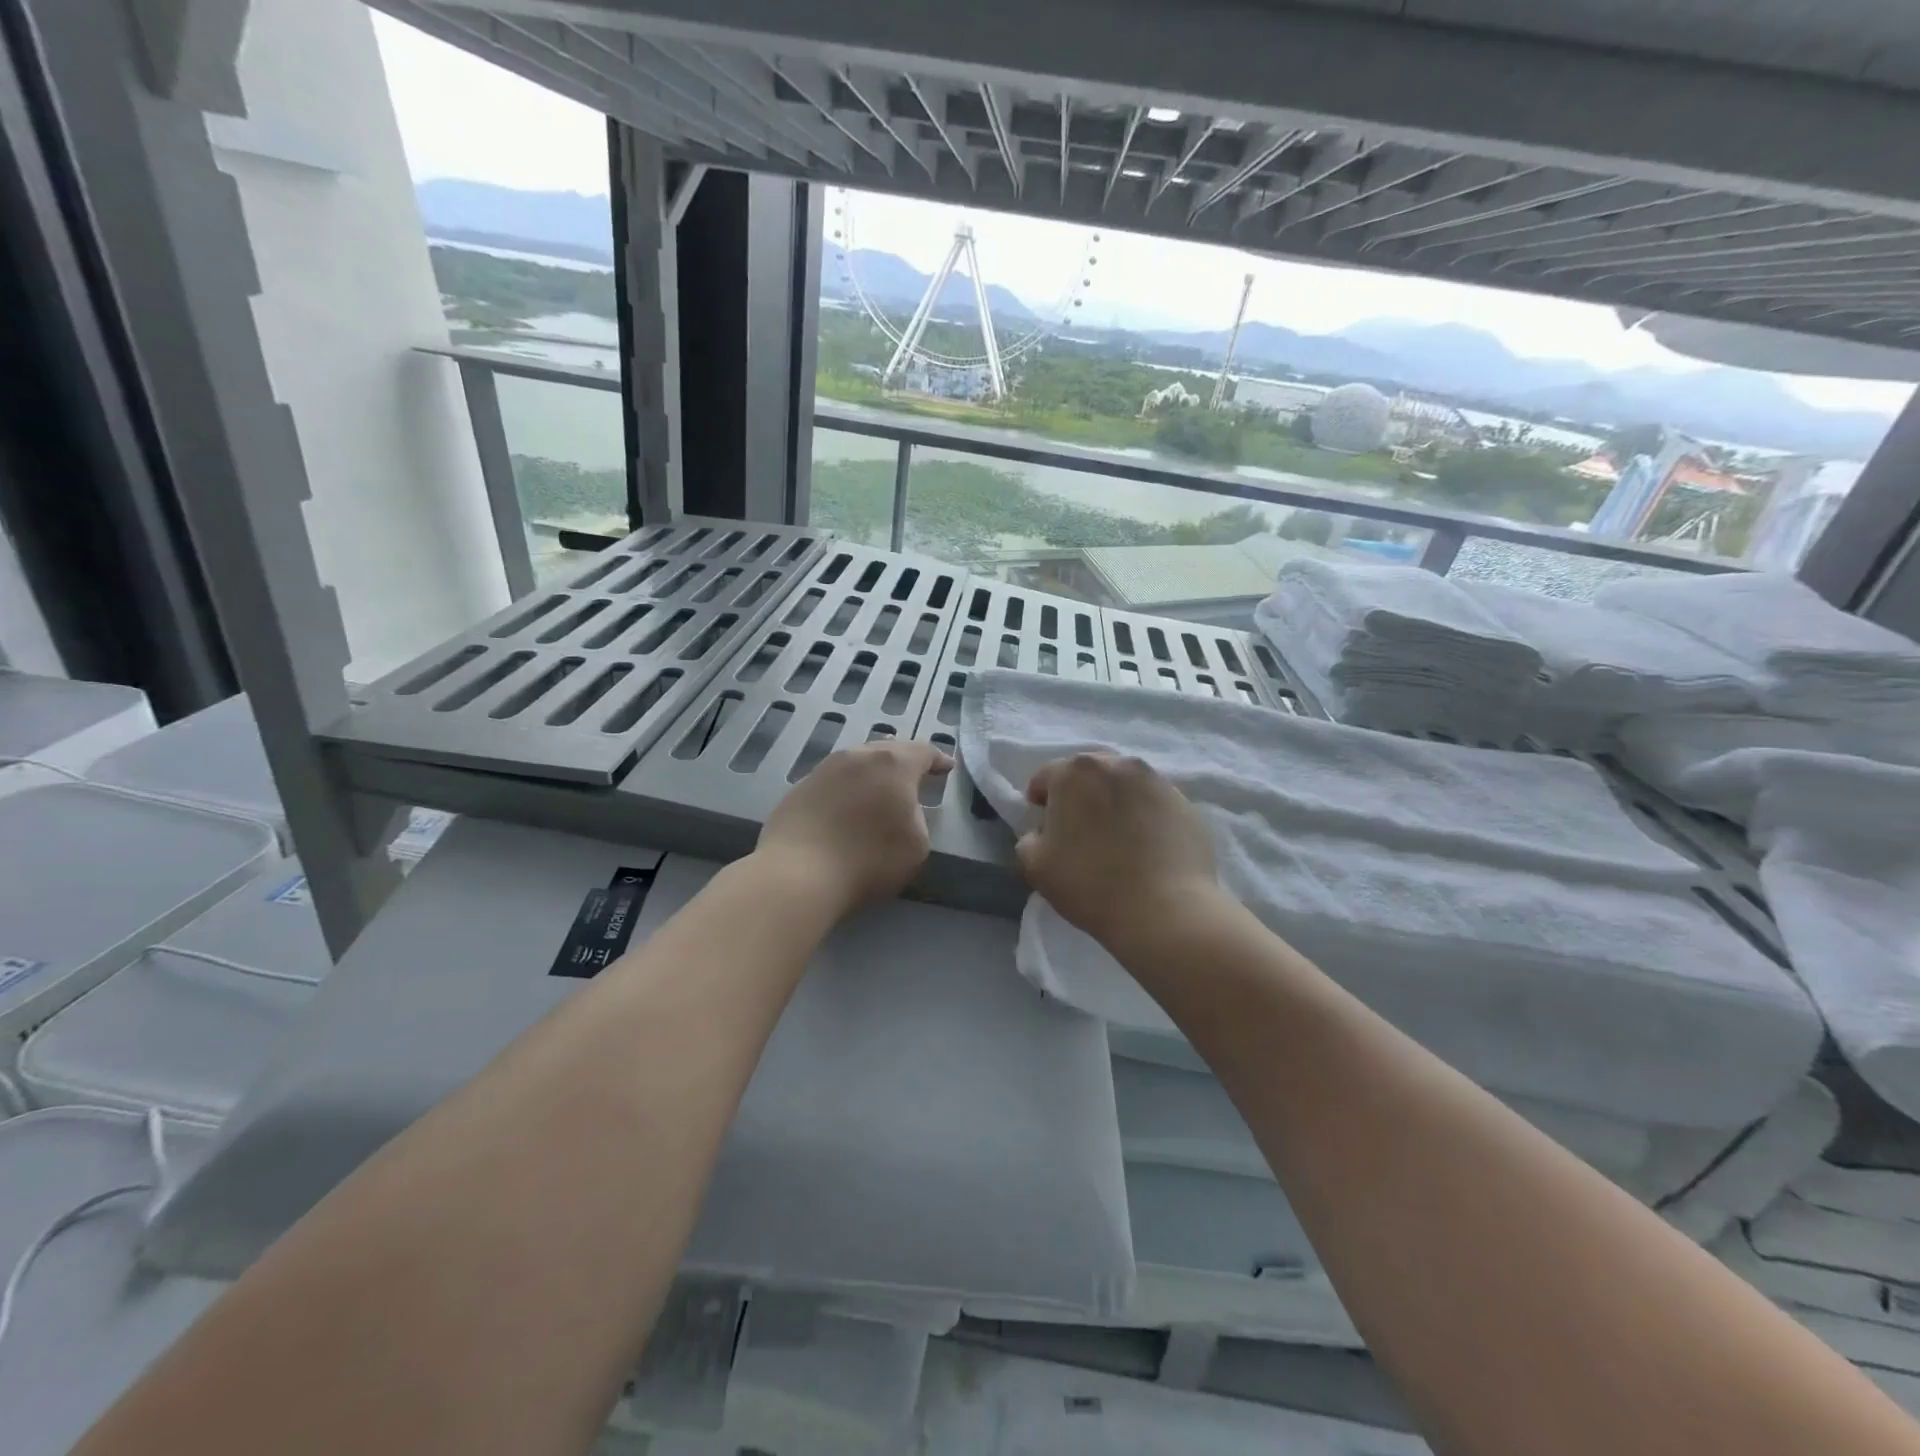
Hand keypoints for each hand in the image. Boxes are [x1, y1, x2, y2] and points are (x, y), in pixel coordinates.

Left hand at [755, 740, 952, 915]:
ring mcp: (825, 768)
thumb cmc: (868, 859)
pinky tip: (847, 805)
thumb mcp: (917, 844)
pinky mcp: (800, 786)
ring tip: (880, 788)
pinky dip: (848, 787)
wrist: (798, 873)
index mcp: (893, 763)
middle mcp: (859, 756)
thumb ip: (918, 817)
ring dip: (873, 772)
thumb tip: (902, 808)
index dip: (938, 760)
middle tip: (915, 776)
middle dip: (904, 761)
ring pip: (858, 761)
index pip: (923, 752)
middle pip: (888, 750)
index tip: (946, 767)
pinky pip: (834, 780)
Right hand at [1016, 753, 1219, 950]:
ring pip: (1124, 786)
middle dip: (1080, 797)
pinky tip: (1147, 850)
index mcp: (1075, 771)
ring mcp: (1157, 781)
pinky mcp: (1186, 803)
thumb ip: (1029, 838)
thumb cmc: (1090, 884)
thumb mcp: (1034, 866)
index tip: (1046, 831)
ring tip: (1118, 841)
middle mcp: (1117, 764)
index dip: (1040, 804)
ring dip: (1114, 804)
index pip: (1045, 778)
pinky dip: (1145, 818)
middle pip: (1088, 775)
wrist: (1165, 911)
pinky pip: (1154, 804)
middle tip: (1081, 834)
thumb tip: (1044, 832)